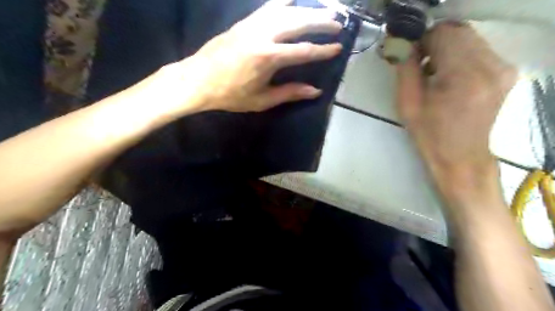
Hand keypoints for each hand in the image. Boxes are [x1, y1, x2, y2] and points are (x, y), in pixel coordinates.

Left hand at [162, 0, 342, 115]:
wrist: (198, 80)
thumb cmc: (230, 94)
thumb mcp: (262, 100)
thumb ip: (290, 93)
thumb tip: (315, 91)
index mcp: (268, 57)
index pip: (303, 51)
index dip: (323, 50)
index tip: (338, 47)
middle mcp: (262, 35)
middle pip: (298, 22)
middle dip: (321, 22)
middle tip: (338, 23)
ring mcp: (252, 24)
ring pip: (285, 10)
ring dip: (306, 9)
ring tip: (323, 10)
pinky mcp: (244, 22)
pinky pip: (268, 7)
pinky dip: (284, 3)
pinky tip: (294, 3)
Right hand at [397, 24, 518, 196]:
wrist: (460, 155)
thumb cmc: (429, 133)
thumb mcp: (407, 103)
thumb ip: (405, 68)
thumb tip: (401, 43)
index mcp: (463, 76)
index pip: (442, 35)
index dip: (421, 40)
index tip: (408, 56)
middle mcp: (491, 66)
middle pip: (458, 31)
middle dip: (433, 42)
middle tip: (418, 63)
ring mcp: (503, 68)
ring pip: (469, 38)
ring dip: (446, 48)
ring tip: (432, 72)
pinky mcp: (506, 72)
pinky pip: (479, 49)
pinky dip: (459, 55)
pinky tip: (449, 76)